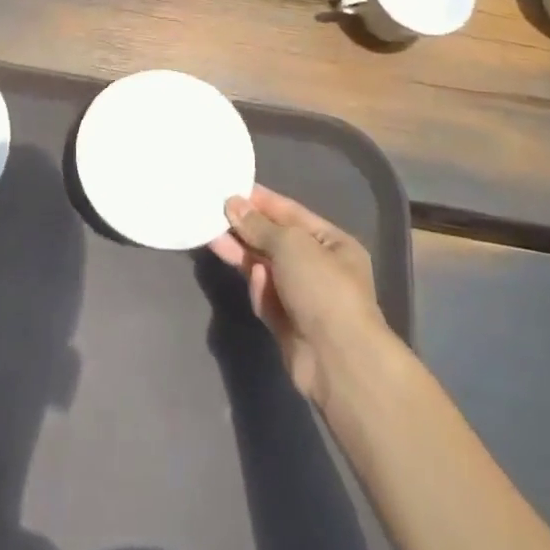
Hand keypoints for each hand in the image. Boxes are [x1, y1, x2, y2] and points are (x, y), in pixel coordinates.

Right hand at [208, 185, 386, 404]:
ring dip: (242, 254)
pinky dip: (258, 288)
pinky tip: (252, 280)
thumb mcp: (290, 244)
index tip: (230, 188)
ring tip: (211, 237)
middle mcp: (320, 268)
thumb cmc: (321, 288)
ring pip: (265, 268)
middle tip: (213, 212)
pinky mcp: (287, 324)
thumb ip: (259, 225)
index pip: (291, 213)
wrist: (338, 360)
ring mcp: (304, 297)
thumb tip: (233, 203)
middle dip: (246, 228)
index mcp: (333, 243)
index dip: (261, 201)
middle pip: (275, 241)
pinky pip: (266, 297)